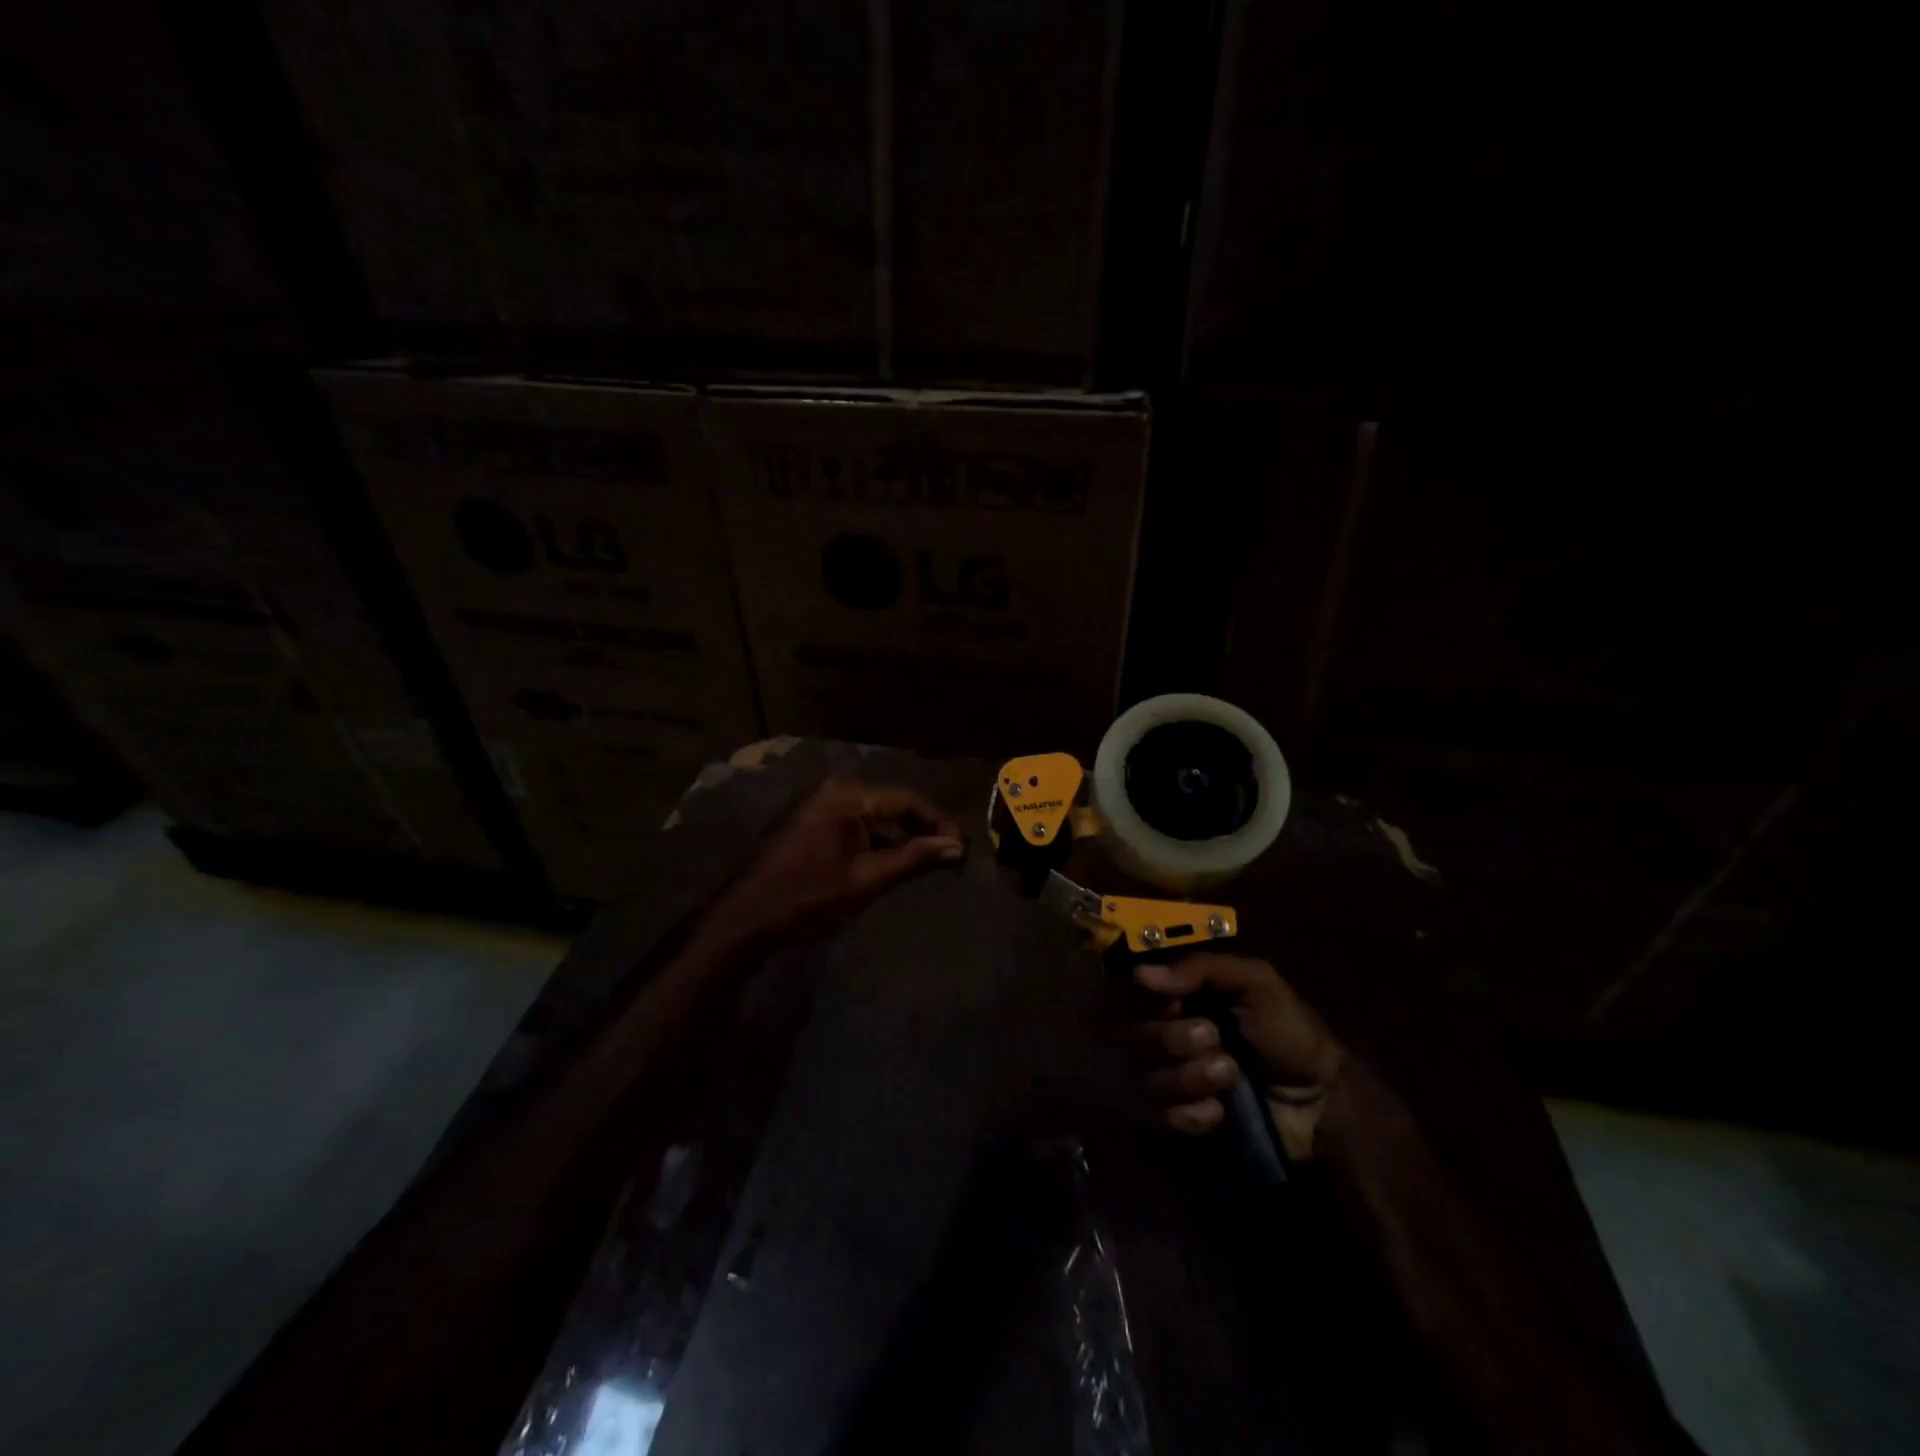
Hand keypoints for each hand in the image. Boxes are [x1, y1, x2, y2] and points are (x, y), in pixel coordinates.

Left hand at [706, 779, 963, 952]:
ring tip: (929, 857)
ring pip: (874, 812)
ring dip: (901, 833)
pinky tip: (893, 859)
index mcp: (847, 796)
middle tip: (951, 853)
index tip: (962, 849)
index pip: (907, 799)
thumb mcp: (867, 880)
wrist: (744, 920)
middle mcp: (833, 789)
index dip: (939, 823)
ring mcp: (819, 804)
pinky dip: (877, 838)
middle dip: (923, 826)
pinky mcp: (811, 821)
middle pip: (892, 801)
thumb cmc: (807, 899)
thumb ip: (914, 859)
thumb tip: (958, 848)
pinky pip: (855, 821)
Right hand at [1130, 954, 1346, 1160]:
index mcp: (1178, 999)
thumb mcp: (1257, 984)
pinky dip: (1189, 1116)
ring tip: (1231, 1077)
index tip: (1176, 1003)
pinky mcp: (1177, 1124)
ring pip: (1144, 1079)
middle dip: (1174, 1040)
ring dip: (1189, 1078)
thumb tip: (1139, 975)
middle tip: (1216, 1039)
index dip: (1150, 1001)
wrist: (1322, 1103)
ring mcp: (1167, 1083)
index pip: (1133, 994)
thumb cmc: (1288, 1033)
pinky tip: (1219, 1113)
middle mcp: (1163, 1037)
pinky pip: (1156, 1121)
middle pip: (1134, 1037)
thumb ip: (1202, 969)